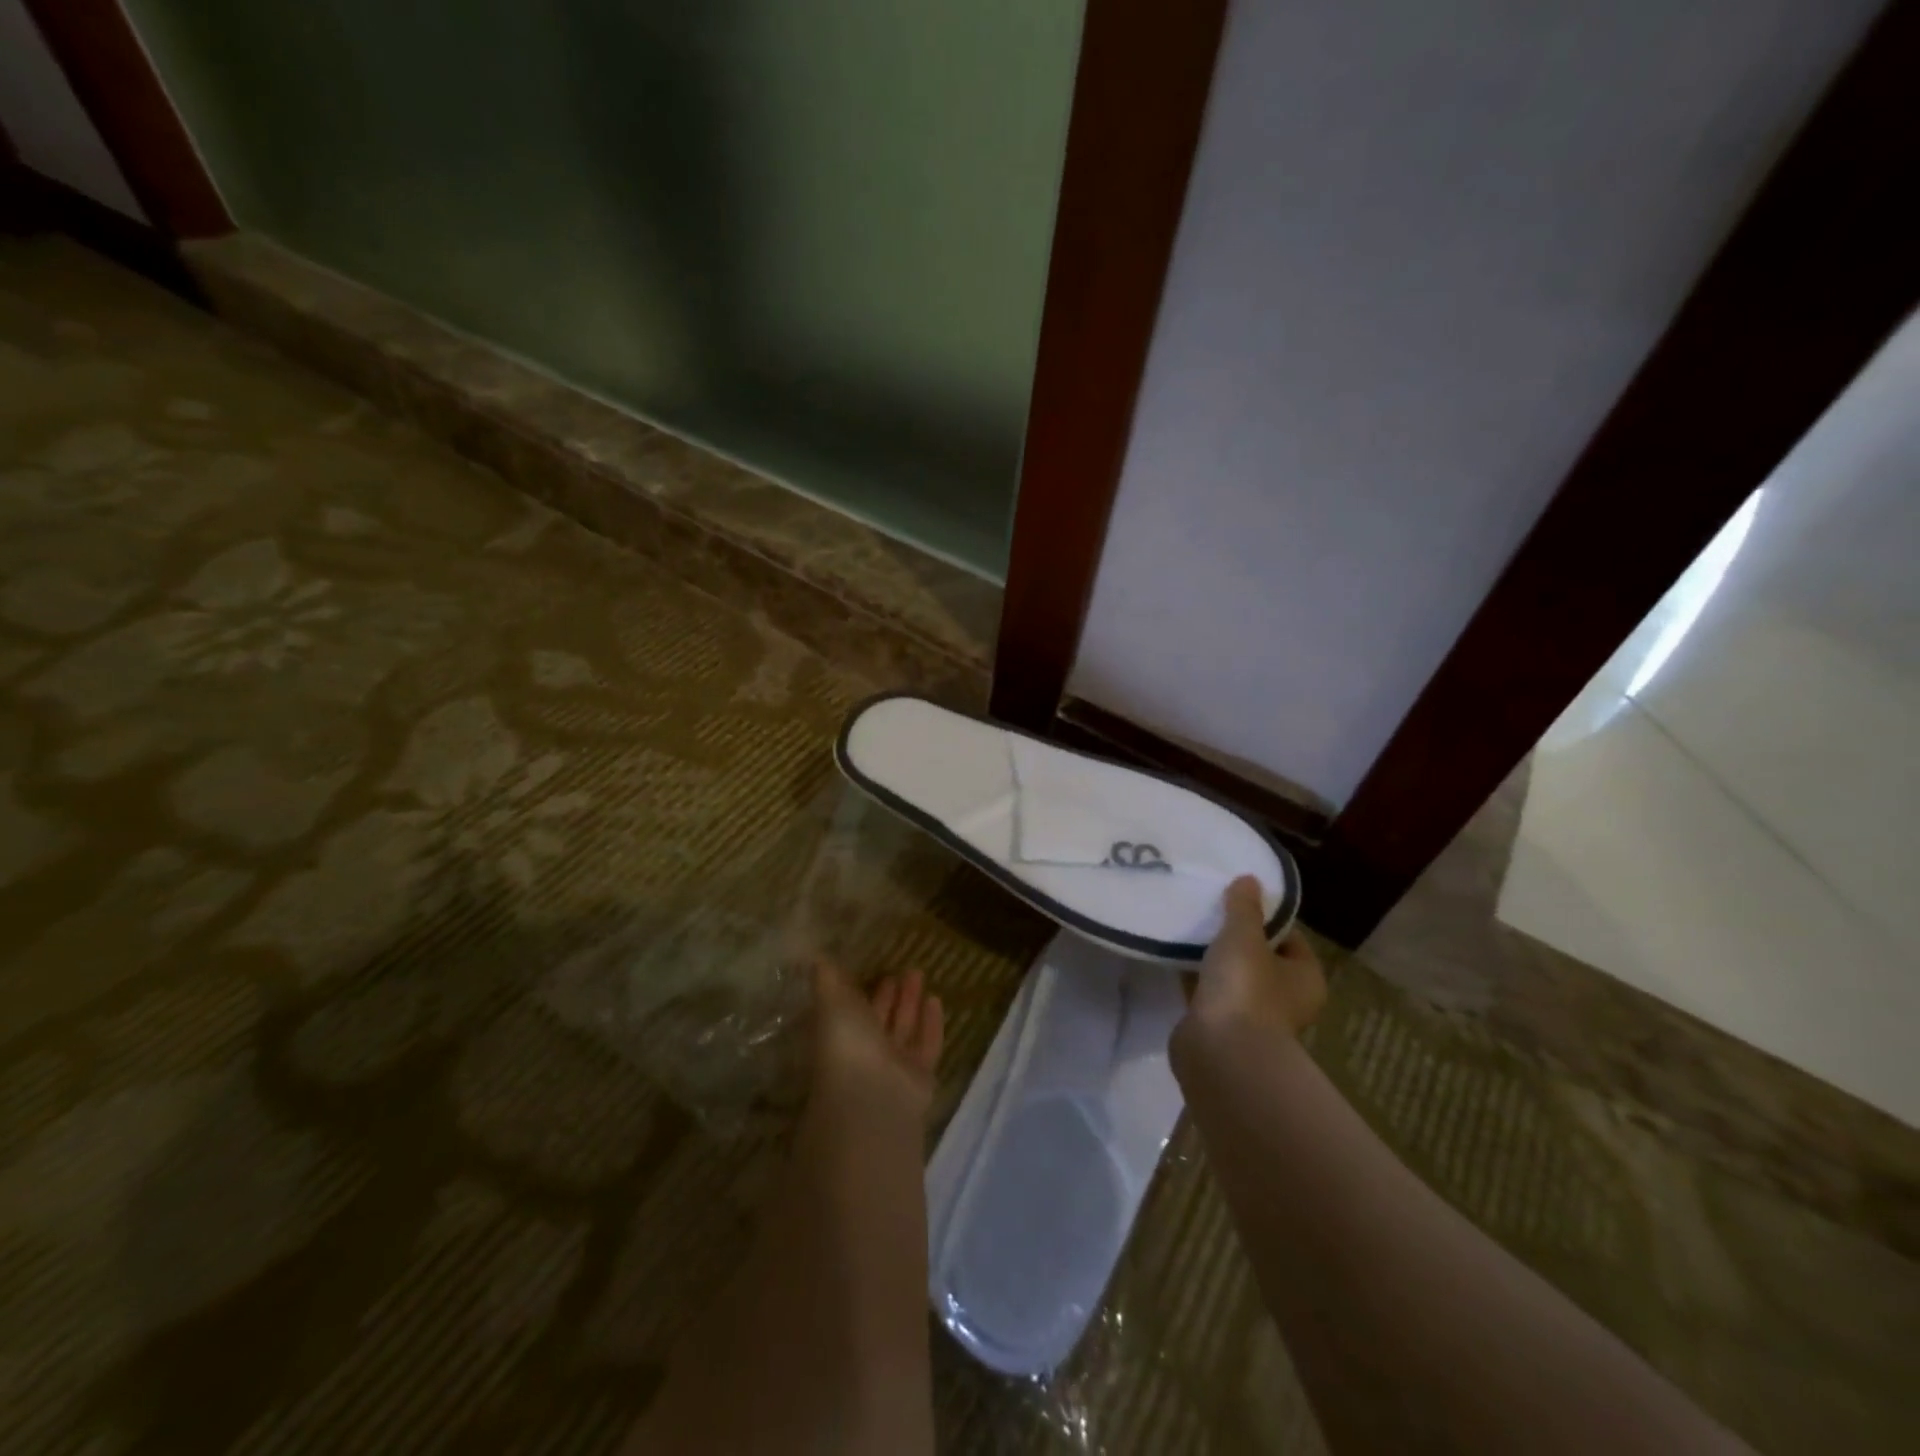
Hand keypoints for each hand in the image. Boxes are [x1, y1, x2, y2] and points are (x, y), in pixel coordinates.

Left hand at [811, 961, 943, 1114]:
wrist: (872, 1098)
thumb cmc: (846, 1045)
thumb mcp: (831, 1004)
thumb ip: (826, 981)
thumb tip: (816, 957)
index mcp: (840, 1037)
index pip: (850, 1010)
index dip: (859, 990)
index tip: (870, 967)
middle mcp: (865, 1052)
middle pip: (879, 1019)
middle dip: (889, 994)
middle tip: (901, 969)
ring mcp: (893, 1067)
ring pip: (904, 1029)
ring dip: (910, 1002)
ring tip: (918, 973)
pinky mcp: (920, 1078)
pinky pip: (927, 1045)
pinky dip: (931, 1024)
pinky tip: (936, 999)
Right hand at [1182, 876, 1326, 1045]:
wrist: (1220, 1053)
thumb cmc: (1246, 988)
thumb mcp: (1243, 936)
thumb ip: (1244, 907)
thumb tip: (1250, 879)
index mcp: (1305, 978)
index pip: (1290, 938)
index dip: (1266, 916)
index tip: (1237, 898)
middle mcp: (1285, 1000)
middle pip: (1260, 958)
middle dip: (1235, 937)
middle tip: (1208, 910)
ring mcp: (1252, 1017)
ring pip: (1232, 977)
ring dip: (1213, 959)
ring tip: (1186, 929)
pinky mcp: (1220, 1028)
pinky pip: (1208, 994)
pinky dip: (1195, 979)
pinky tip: (1173, 958)